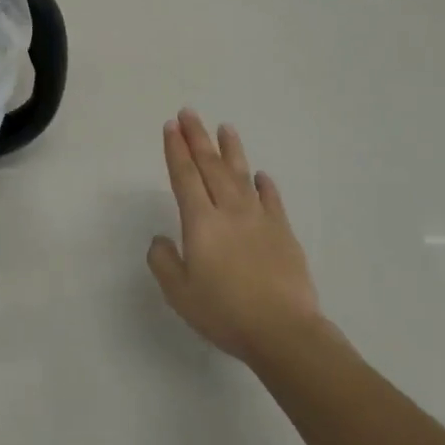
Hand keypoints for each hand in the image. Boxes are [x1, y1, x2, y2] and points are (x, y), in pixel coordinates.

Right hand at [148, 110, 334, 364]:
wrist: (283, 331)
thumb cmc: (224, 313)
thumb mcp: (179, 293)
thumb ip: (164, 262)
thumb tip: (161, 239)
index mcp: (201, 223)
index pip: (184, 177)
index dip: (176, 150)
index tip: (171, 126)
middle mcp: (229, 212)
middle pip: (210, 167)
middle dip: (197, 138)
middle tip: (189, 113)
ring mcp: (260, 219)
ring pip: (241, 176)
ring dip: (231, 150)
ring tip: (225, 127)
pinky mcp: (283, 233)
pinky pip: (272, 200)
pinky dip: (264, 184)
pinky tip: (260, 175)